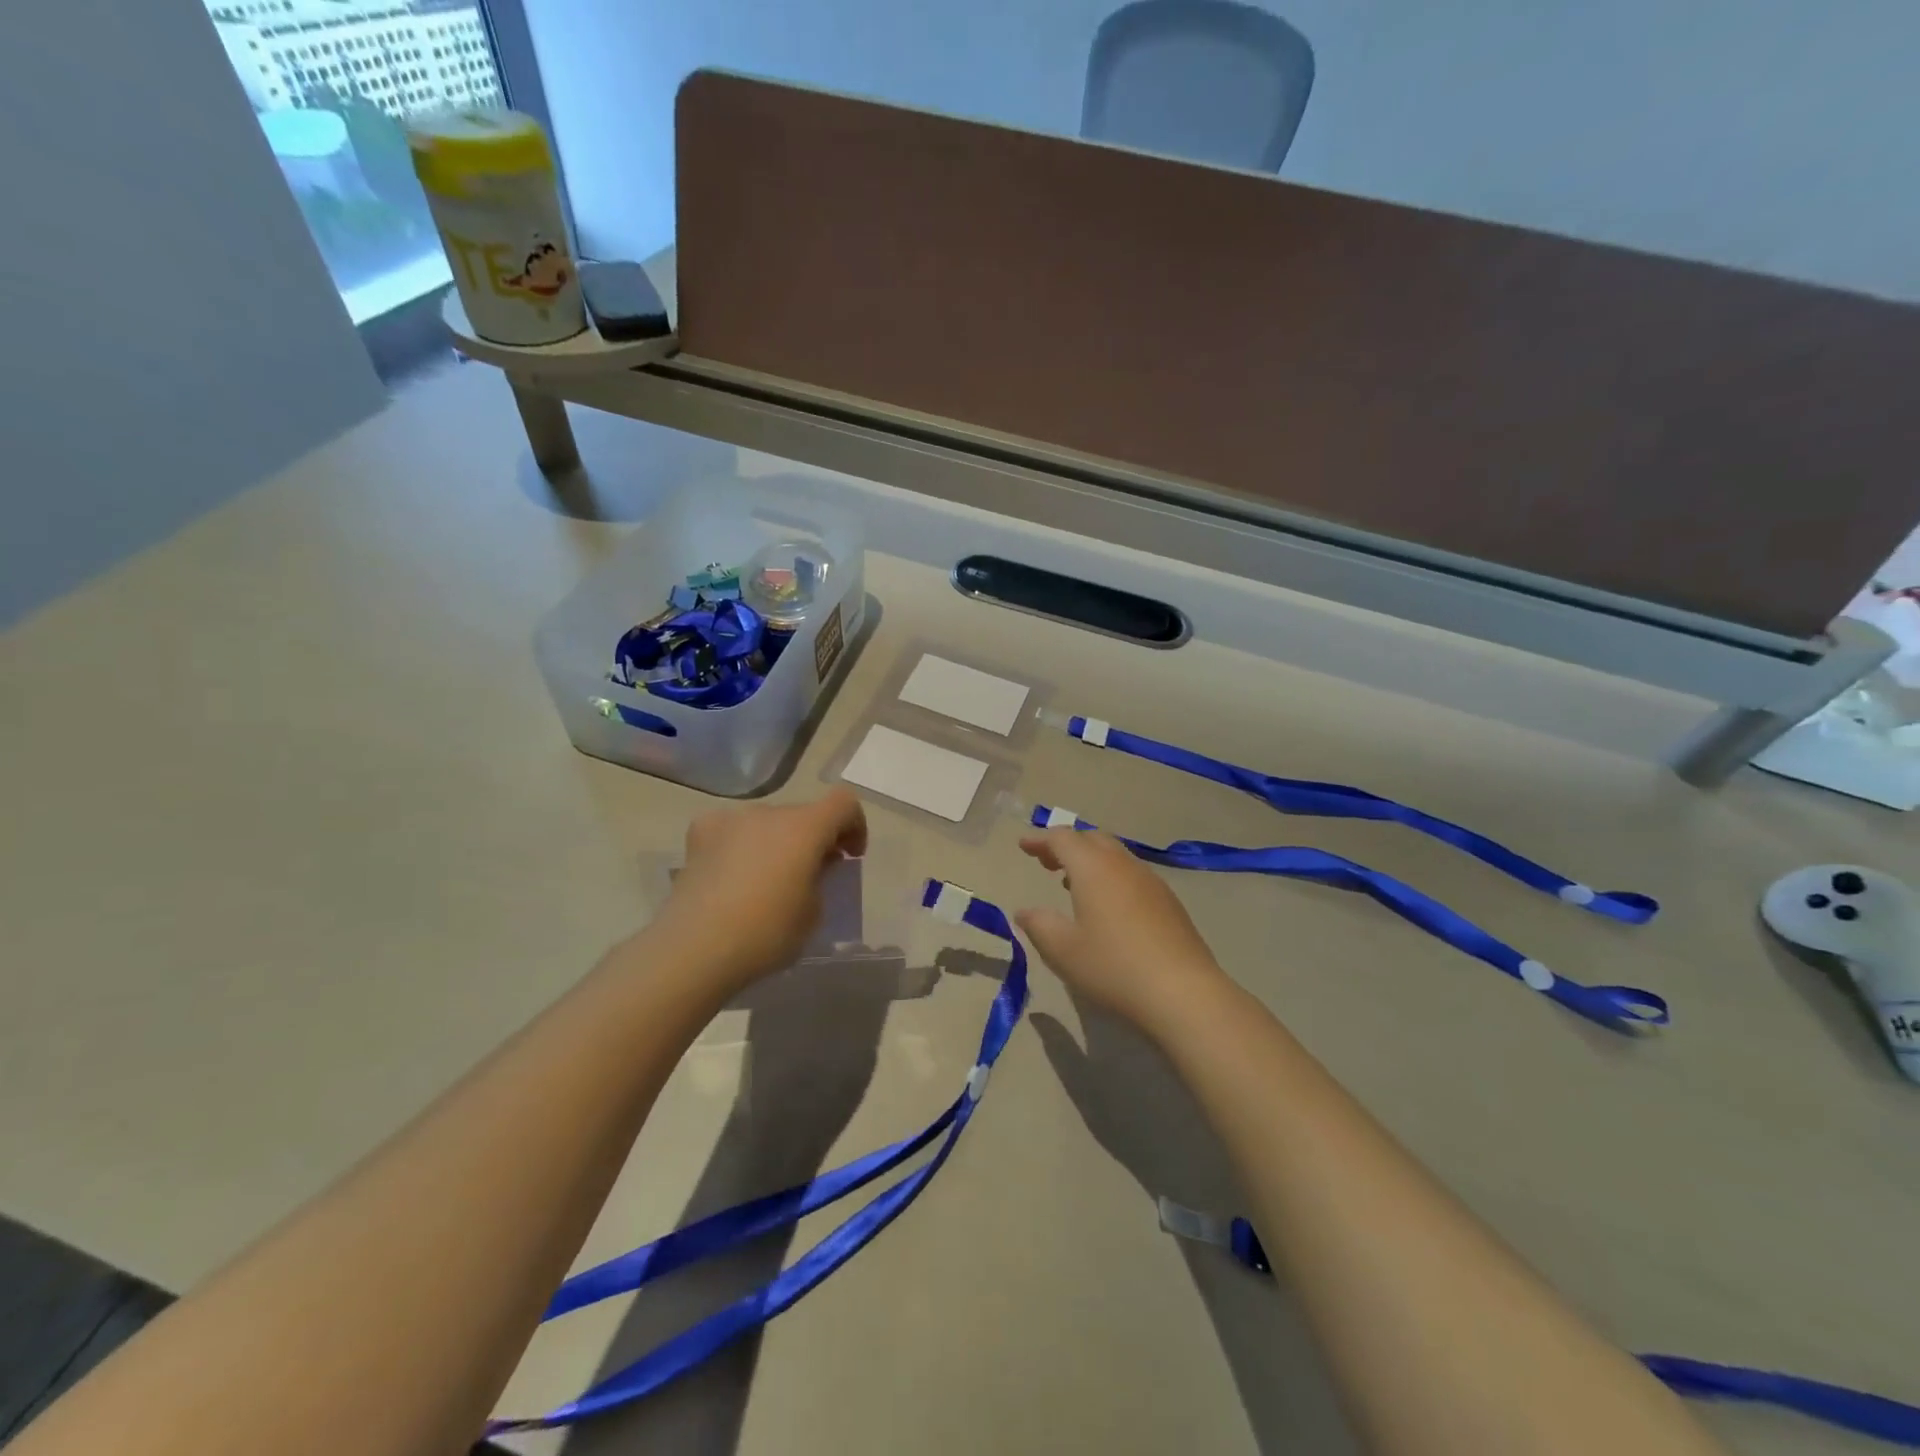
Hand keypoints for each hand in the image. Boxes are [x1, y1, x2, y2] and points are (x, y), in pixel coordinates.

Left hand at [651, 788, 867, 995]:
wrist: (695, 948)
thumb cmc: (767, 933)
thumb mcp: (813, 912)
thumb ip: (820, 879)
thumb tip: (811, 866)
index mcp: (805, 827)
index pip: (844, 802)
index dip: (855, 825)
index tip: (849, 856)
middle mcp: (769, 812)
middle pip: (803, 815)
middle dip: (813, 839)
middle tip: (809, 875)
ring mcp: (731, 819)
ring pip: (766, 822)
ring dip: (776, 841)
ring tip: (765, 880)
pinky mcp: (700, 833)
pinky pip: (732, 829)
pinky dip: (740, 844)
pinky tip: (731, 874)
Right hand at [1016, 828, 1229, 1033]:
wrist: (1183, 993)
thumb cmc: (1113, 967)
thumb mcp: (1062, 950)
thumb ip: (1039, 925)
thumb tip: (1024, 911)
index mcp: (1093, 868)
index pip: (1062, 838)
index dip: (1040, 838)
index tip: (1023, 845)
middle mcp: (1123, 865)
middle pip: (1092, 839)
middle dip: (1066, 845)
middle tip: (1046, 861)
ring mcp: (1151, 881)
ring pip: (1115, 855)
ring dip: (1090, 860)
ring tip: (1071, 882)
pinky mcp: (1169, 902)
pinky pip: (1132, 874)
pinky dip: (1111, 876)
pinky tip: (1107, 905)